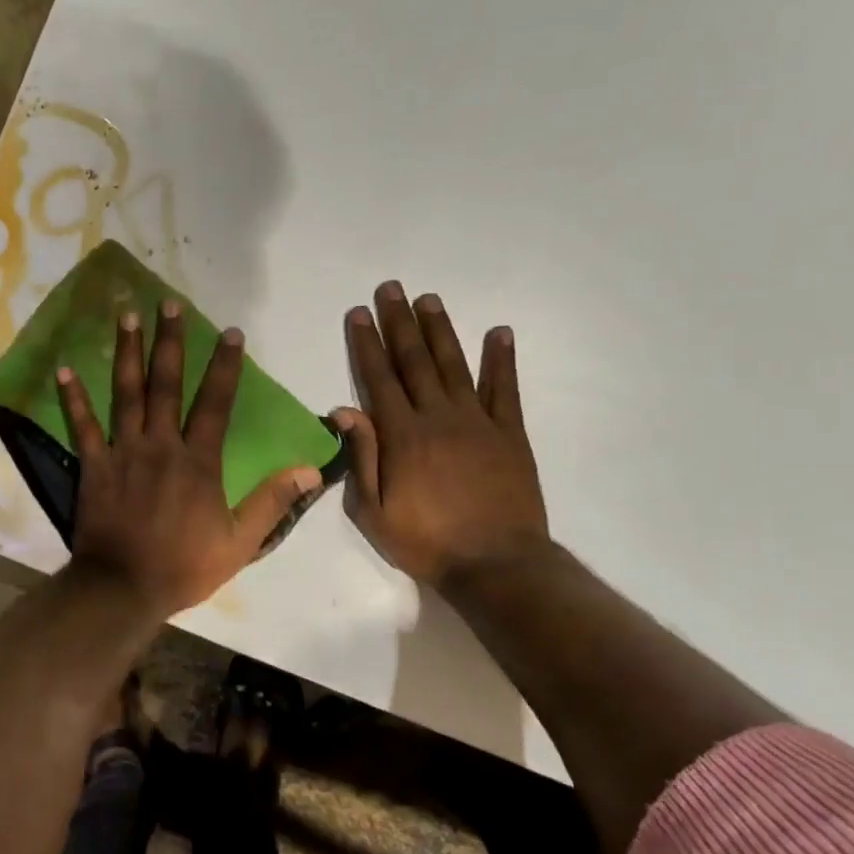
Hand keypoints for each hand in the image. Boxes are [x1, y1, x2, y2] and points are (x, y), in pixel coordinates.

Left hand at [58, 301, 322, 617]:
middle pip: (166, 384)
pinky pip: (82, 426)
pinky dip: (73, 398)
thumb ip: (273, 502)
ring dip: (127, 353)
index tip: (232, 333)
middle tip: (168, 304)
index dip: (225, 366)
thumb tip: (311, 468)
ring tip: (127, 316)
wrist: (123, 588)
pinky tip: (65, 368)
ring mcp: (123, 452)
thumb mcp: (240, 542)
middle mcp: (160, 445)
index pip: (216, 403)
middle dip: (169, 341)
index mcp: (198, 461)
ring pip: (126, 393)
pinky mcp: (93, 465)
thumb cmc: (183, 566)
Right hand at [333, 281, 548, 588]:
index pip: (379, 379)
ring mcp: (478, 422)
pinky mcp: (510, 433)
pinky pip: (505, 389)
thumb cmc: (426, 542)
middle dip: (399, 323)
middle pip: (414, 362)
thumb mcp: (374, 511)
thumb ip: (361, 457)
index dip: (367, 344)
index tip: (358, 313)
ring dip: (440, 330)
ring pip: (454, 366)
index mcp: (402, 436)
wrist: (496, 564)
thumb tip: (343, 409)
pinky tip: (499, 333)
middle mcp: (438, 417)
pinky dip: (502, 359)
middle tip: (390, 289)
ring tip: (428, 299)